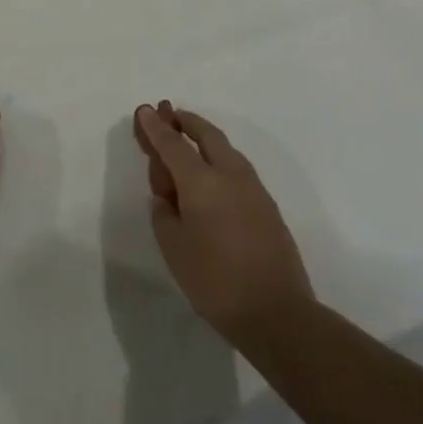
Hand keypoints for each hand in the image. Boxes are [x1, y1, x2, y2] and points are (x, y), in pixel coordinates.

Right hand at [132, 101, 313, 344]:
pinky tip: (212, 173)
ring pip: (225, 148)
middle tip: (168, 113)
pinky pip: (237, 167)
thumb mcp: (173, 247)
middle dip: (185, 121)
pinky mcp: (267, 205)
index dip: (155, 127)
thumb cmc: (215, 281)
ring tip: (189, 137)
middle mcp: (229, 174)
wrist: (278, 314)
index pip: (172, 143)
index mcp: (201, 181)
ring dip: (204, 137)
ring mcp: (253, 188)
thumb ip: (164, 212)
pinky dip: (219, 158)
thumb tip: (168, 195)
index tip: (144, 109)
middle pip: (205, 134)